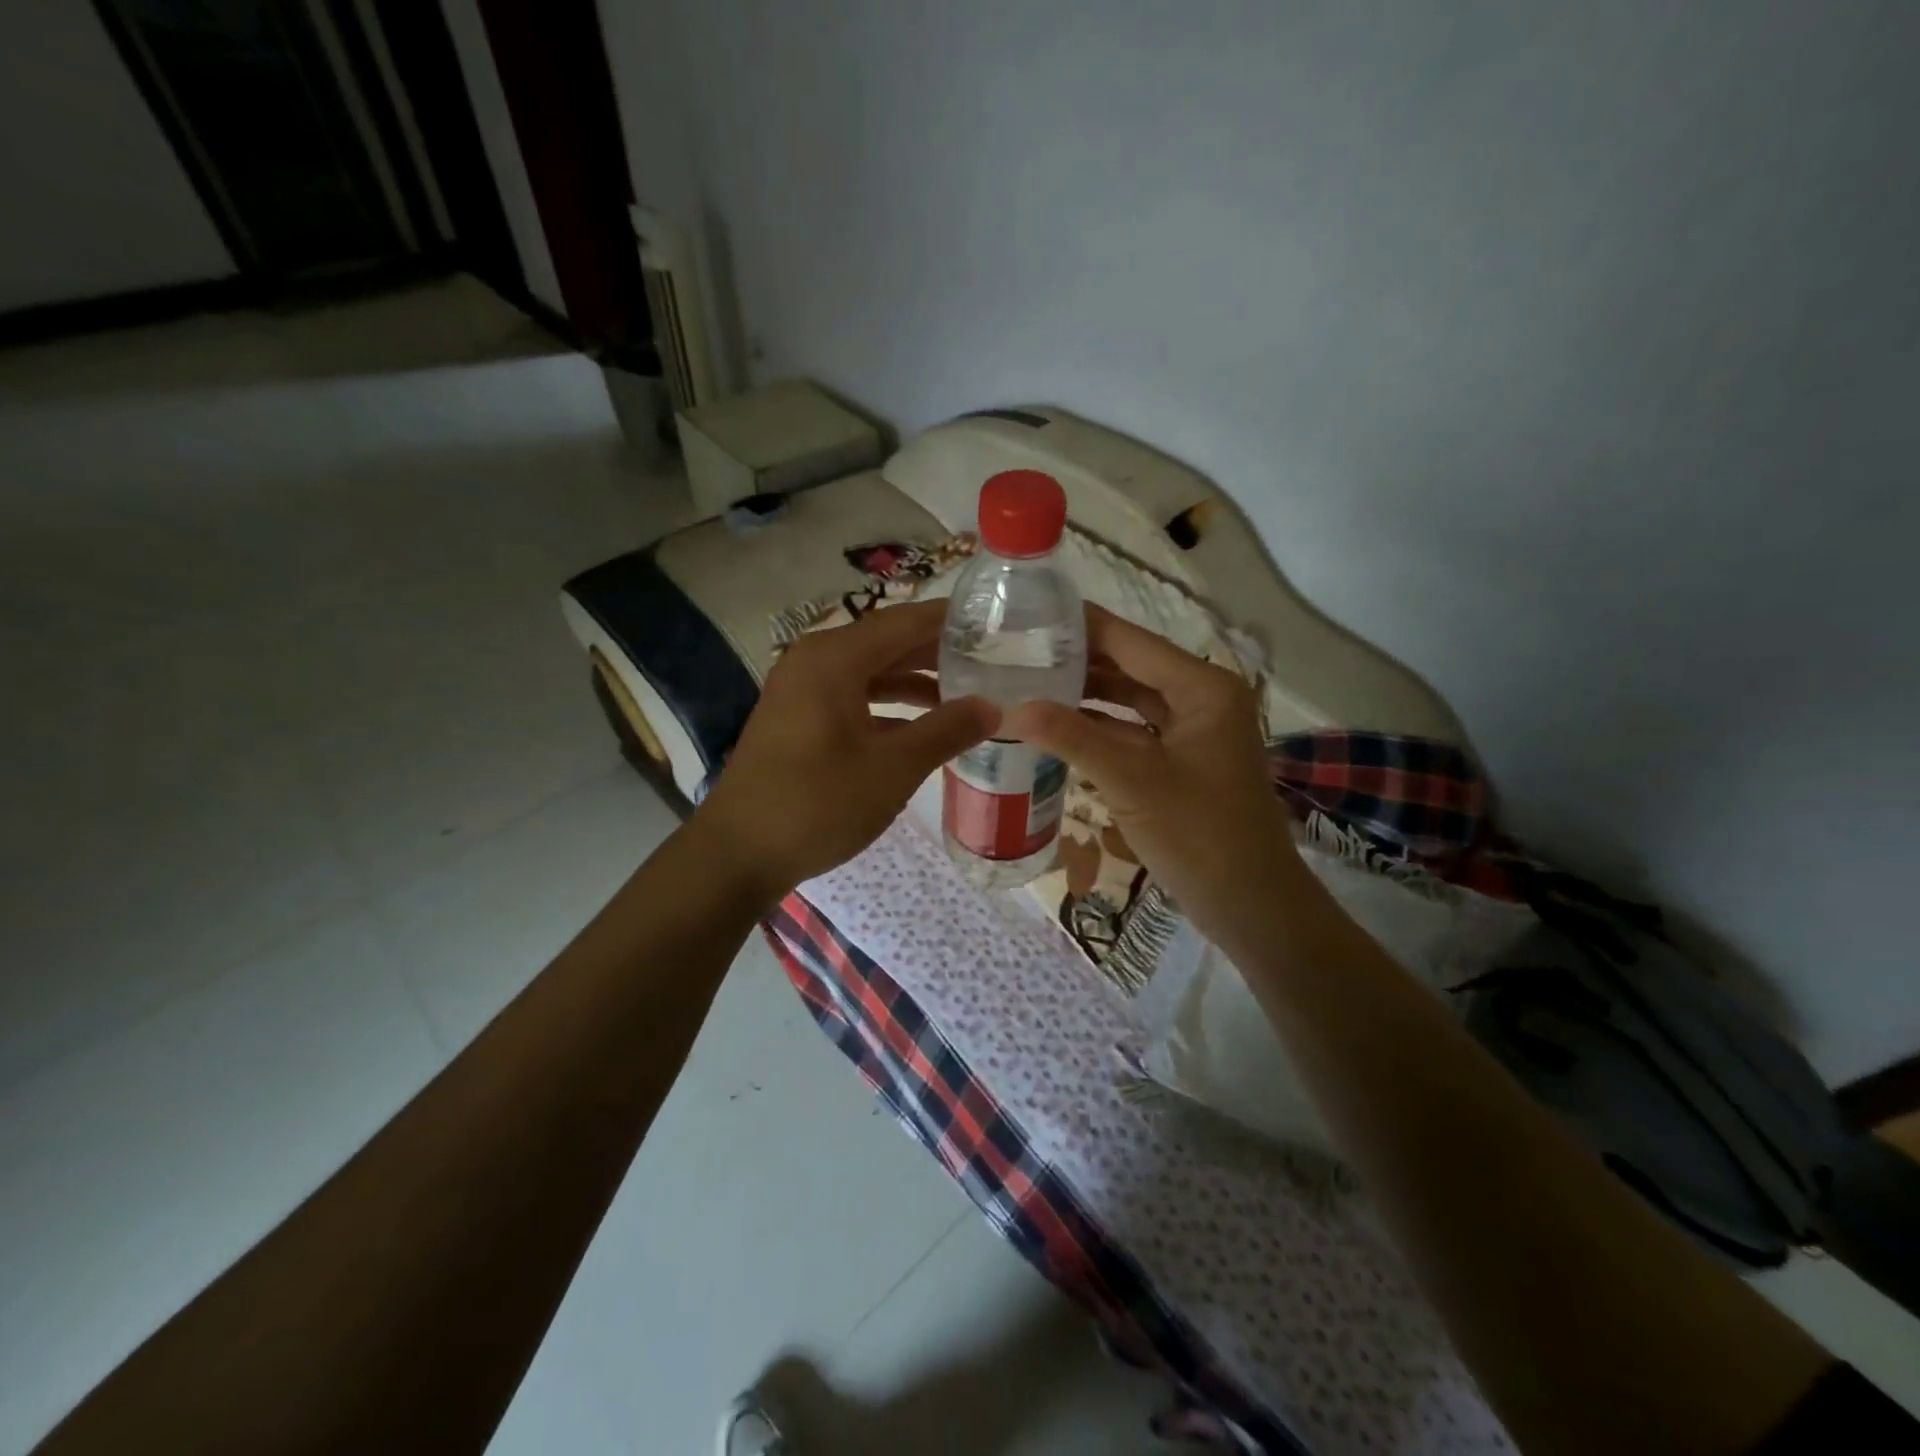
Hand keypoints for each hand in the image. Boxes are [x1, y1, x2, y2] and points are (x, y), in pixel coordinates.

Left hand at [695, 599, 998, 901]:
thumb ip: (946, 731)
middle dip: (939, 653)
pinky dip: (888, 707)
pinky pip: (853, 697)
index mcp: (835, 658)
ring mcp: (802, 690)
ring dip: (915, 683)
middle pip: (888, 643)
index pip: (906, 621)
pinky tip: (922, 729)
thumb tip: (993, 706)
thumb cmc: (817, 804)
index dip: (952, 621)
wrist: (737, 853)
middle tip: (992, 662)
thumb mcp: (892, 769)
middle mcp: (815, 661)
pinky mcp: (798, 718)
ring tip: (966, 695)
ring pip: (871, 672)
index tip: (996, 624)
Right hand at [1005, 606, 1303, 941]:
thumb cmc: (1200, 836)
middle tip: (1018, 651)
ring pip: (1130, 699)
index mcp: (1202, 687)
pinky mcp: (1183, 759)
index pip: (1131, 641)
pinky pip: (1134, 730)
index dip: (1081, 626)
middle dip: (1078, 660)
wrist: (1251, 904)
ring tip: (1028, 681)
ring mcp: (1194, 730)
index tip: (1029, 614)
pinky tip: (1057, 726)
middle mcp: (1201, 697)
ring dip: (1085, 694)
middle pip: (1130, 665)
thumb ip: (1072, 738)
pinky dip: (1099, 727)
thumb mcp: (1132, 782)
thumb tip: (1011, 707)